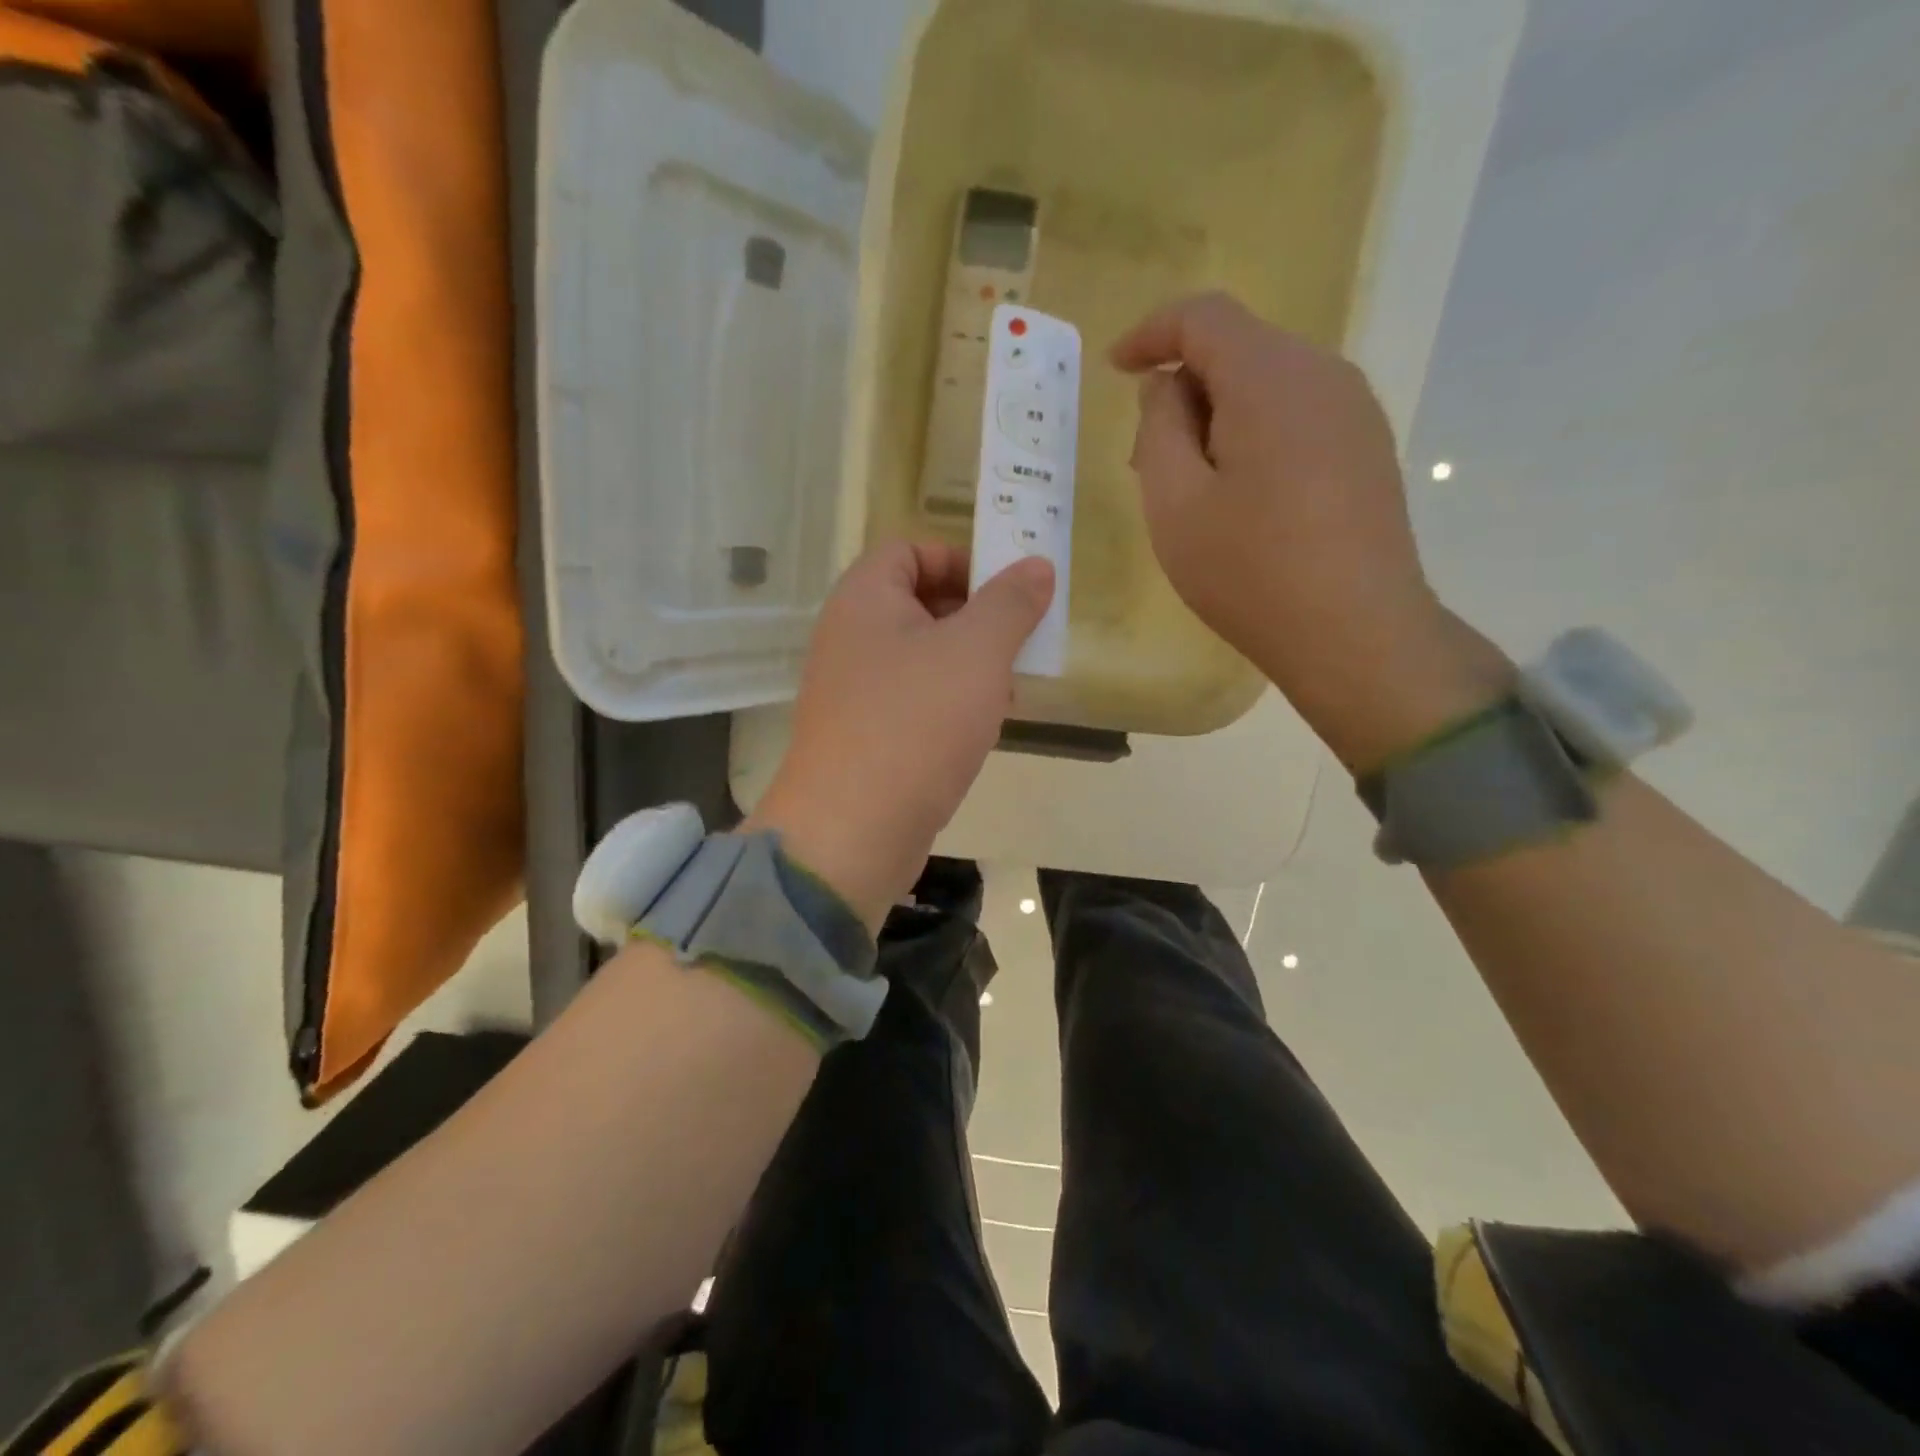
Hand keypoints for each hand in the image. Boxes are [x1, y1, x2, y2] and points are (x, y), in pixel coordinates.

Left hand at [749, 541, 1053, 931]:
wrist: (852, 830)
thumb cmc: (915, 722)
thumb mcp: (976, 651)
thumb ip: (1010, 603)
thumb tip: (1036, 565)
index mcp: (864, 599)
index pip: (910, 551)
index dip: (961, 561)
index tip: (1007, 593)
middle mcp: (850, 637)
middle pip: (919, 604)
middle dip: (975, 619)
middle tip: (1018, 643)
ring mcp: (853, 691)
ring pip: (922, 658)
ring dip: (969, 666)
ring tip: (1009, 690)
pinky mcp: (865, 736)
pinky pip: (913, 701)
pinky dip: (949, 705)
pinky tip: (982, 729)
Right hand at [1111, 292, 1488, 765]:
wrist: (1356, 633)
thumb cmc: (1250, 571)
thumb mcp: (1175, 503)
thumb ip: (1159, 428)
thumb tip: (1167, 388)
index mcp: (1270, 377)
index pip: (1203, 316)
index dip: (1151, 332)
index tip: (1115, 368)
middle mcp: (1322, 374)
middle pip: (1238, 349)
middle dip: (1182, 389)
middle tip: (1144, 459)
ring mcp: (1355, 412)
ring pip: (1267, 385)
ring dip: (1217, 417)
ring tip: (1189, 487)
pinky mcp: (1367, 449)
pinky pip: (1297, 416)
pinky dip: (1254, 436)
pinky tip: (1239, 498)